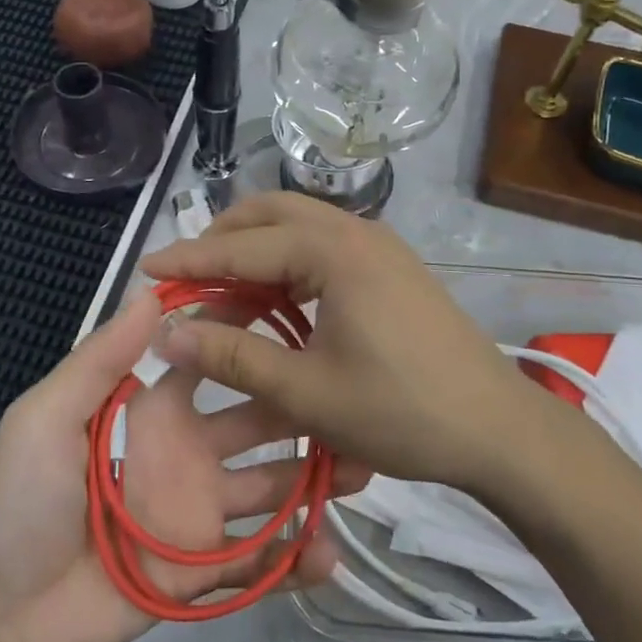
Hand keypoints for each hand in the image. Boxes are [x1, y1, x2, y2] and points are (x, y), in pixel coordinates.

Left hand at [0, 294, 368, 641]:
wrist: (0, 615)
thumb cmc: (19, 500)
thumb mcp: (45, 417)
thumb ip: (100, 359)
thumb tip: (152, 290)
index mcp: (157, 410)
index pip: (215, 362)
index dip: (249, 335)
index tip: (297, 310)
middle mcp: (191, 452)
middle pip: (260, 421)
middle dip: (302, 407)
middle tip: (351, 396)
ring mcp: (203, 512)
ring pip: (273, 486)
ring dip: (315, 477)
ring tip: (362, 467)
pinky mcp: (206, 572)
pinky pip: (260, 560)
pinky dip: (296, 557)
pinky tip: (329, 553)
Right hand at [140, 194, 535, 493]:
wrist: (497, 428)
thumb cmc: (401, 411)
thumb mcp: (306, 392)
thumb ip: (232, 358)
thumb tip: (167, 334)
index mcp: (332, 250)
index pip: (241, 246)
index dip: (188, 260)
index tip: (144, 271)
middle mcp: (355, 231)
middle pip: (270, 213)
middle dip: (222, 239)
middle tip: (185, 279)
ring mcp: (379, 245)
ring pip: (298, 227)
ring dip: (255, 252)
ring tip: (222, 296)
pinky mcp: (391, 267)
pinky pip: (323, 248)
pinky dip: (287, 265)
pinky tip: (274, 304)